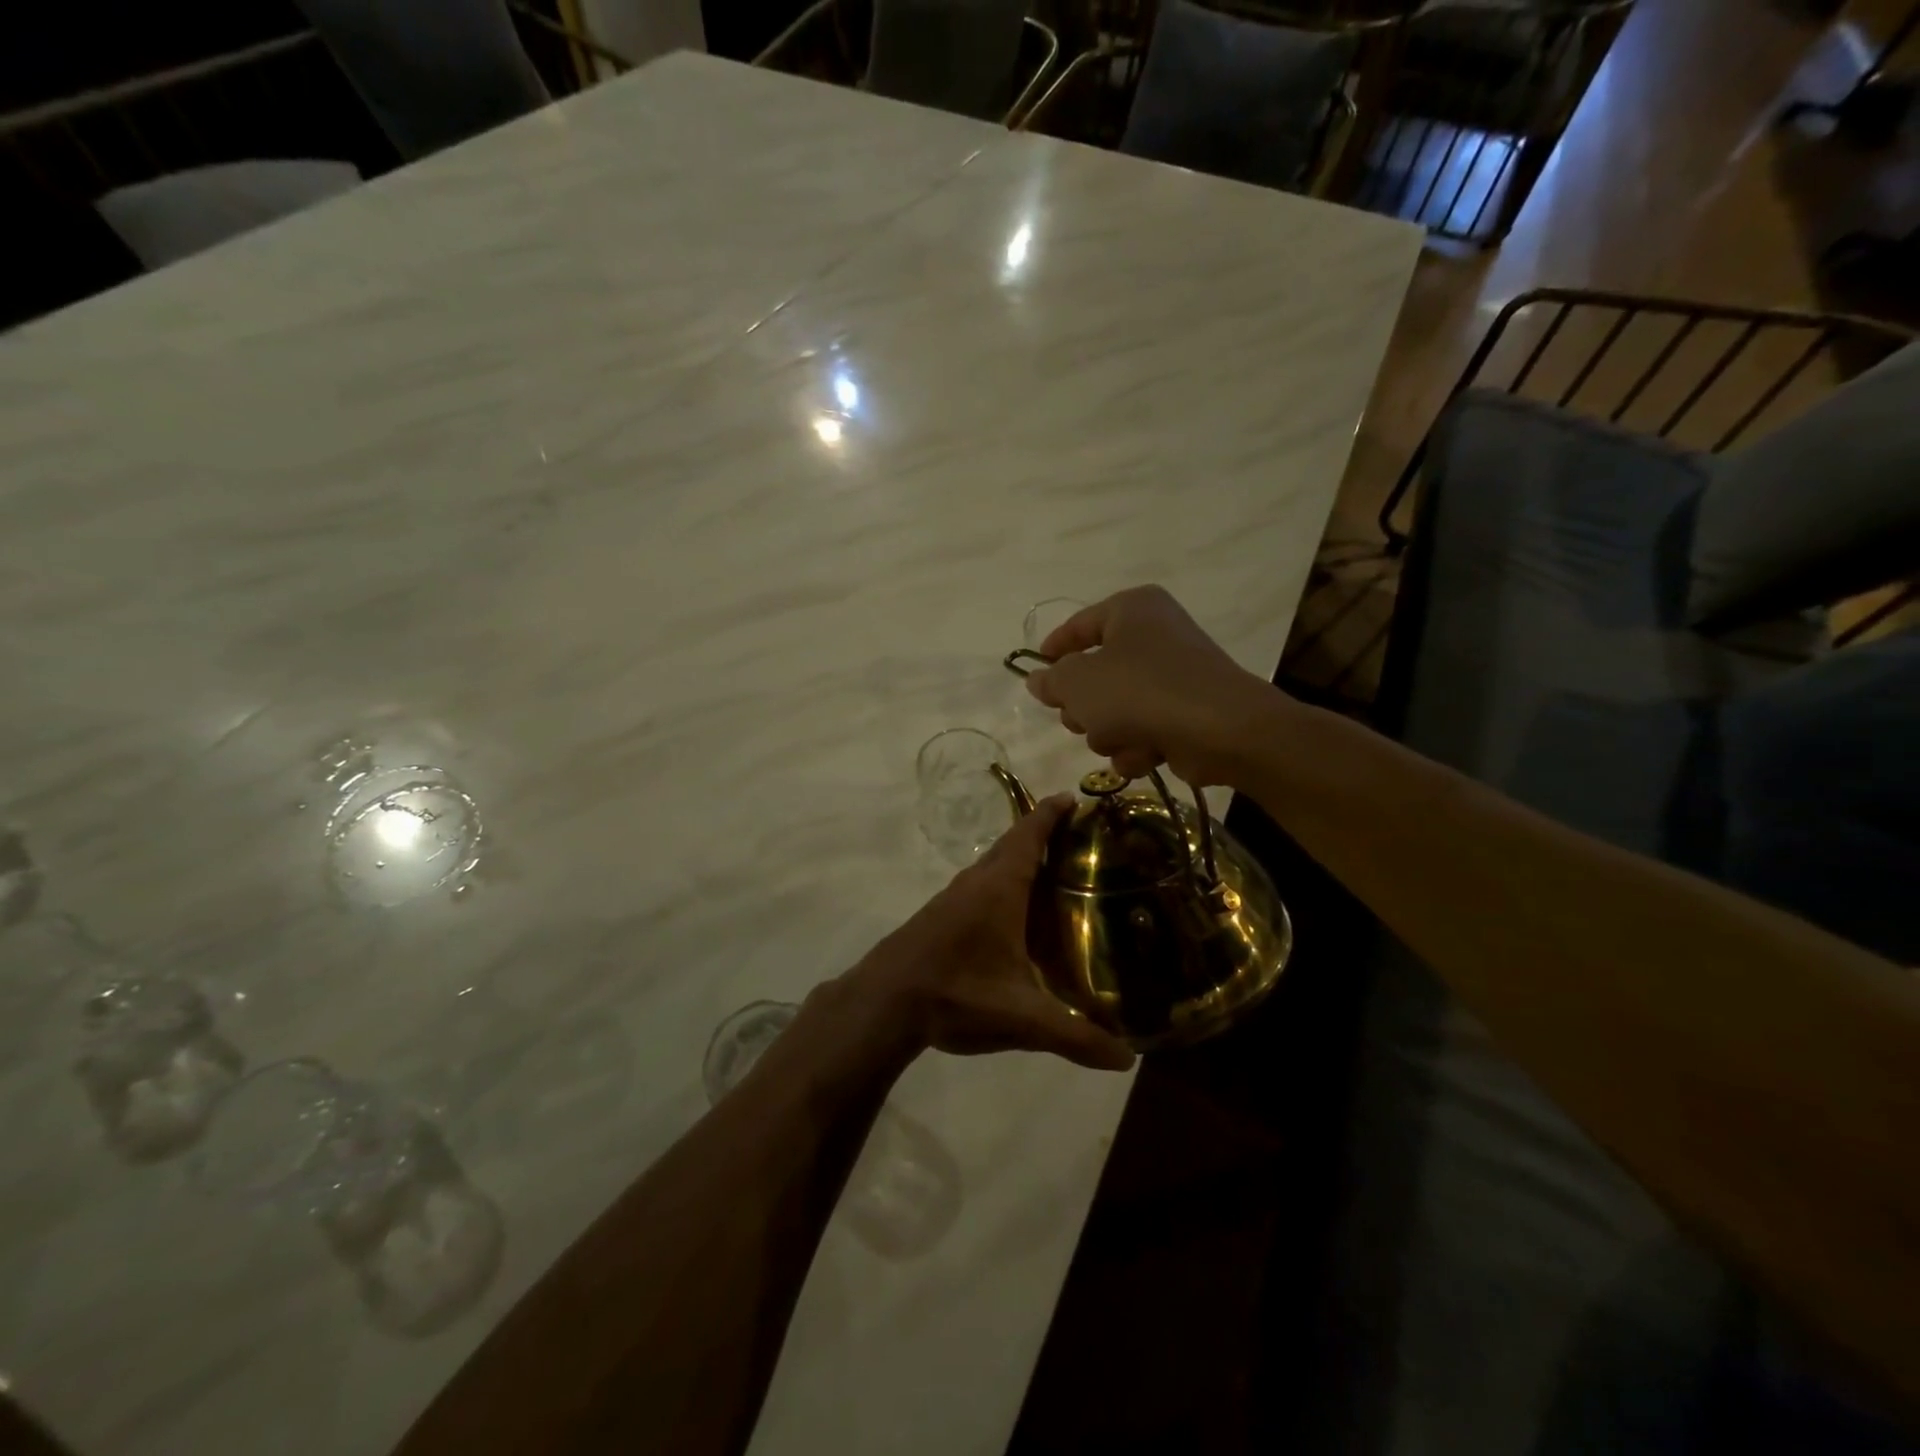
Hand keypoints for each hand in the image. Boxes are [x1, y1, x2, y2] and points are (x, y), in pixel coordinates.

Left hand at [848, 796, 1134, 1071]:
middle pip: (1013, 845)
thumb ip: (1075, 1036)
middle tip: (1079, 839)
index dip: (1051, 813)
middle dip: (1042, 834)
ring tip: (1055, 874)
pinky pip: (980, 886)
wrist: (884, 1001)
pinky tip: (1015, 915)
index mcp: (1000, 888)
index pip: (1029, 835)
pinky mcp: (940, 916)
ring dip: (1020, 860)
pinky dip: (1003, 883)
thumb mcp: (1021, 1017)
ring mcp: (953, 898)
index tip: (1072, 797)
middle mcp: (976, 882)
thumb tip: (1126, 1059)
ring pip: (993, 866)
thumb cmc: (957, 993)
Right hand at [1025, 585, 1282, 785]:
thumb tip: (1039, 680)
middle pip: (1096, 673)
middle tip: (1078, 719)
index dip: (1054, 648)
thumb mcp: (1079, 683)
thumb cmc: (1140, 692)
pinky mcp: (1186, 713)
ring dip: (1109, 732)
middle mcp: (1155, 635)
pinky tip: (1146, 754)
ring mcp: (1173, 676)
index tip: (1035, 670)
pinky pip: (1143, 729)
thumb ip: (1051, 680)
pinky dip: (1138, 746)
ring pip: (1115, 709)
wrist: (1221, 730)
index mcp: (1131, 610)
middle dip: (1084, 706)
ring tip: (1120, 738)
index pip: (1080, 624)